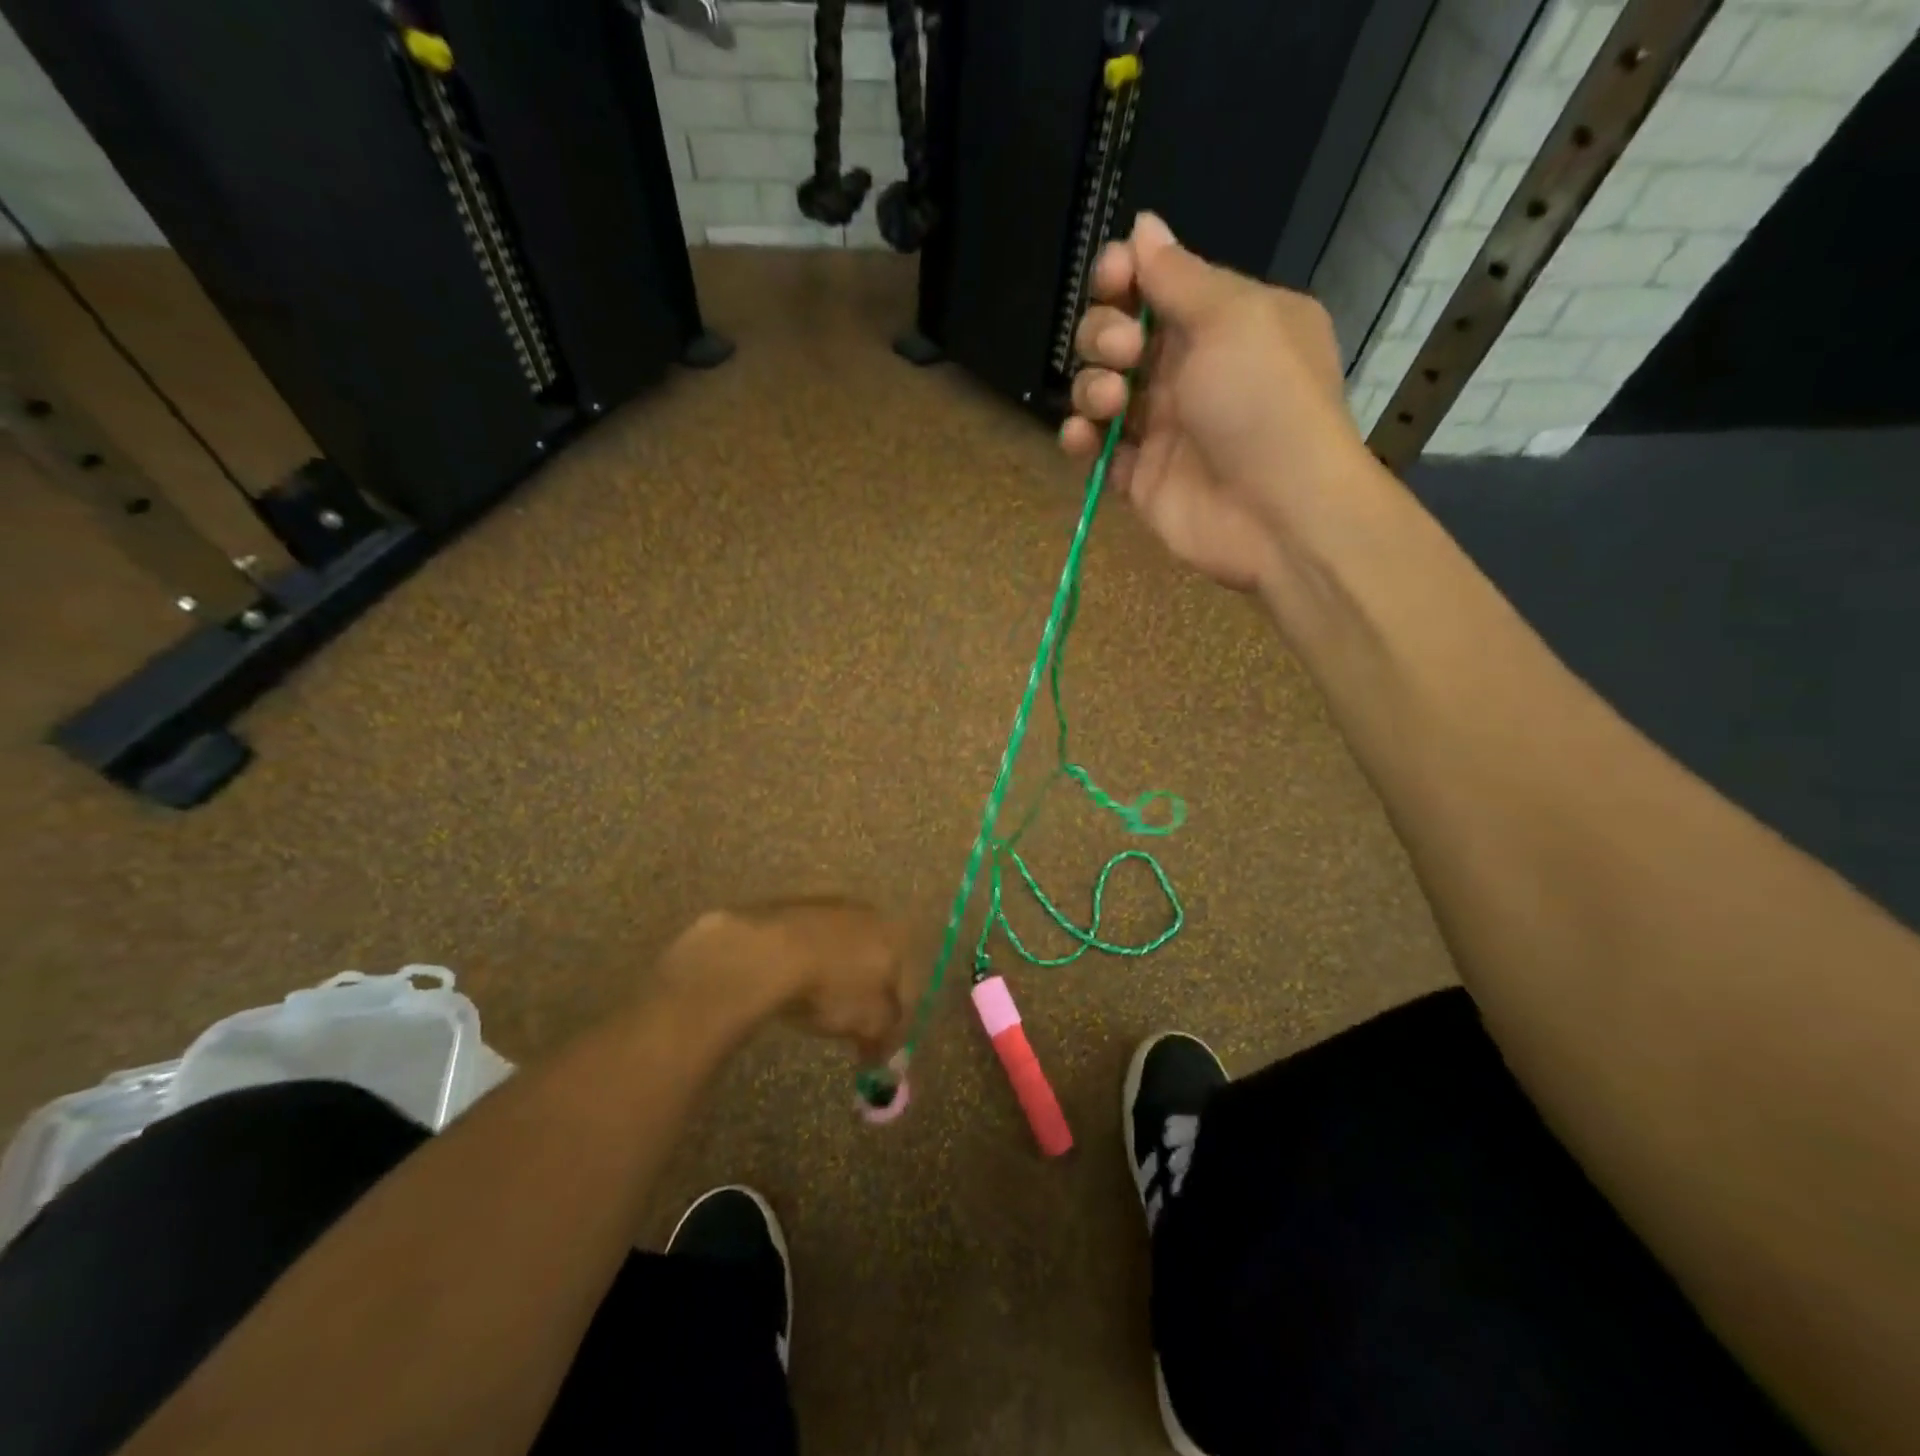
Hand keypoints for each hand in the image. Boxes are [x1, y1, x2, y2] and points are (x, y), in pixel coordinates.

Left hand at [657, 897, 911, 1061]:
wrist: (768, 952)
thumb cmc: (832, 987)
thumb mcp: (869, 1022)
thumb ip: (886, 1035)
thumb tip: (885, 1051)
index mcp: (894, 936)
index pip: (904, 983)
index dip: (893, 1020)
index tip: (876, 1047)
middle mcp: (867, 914)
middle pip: (873, 961)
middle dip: (864, 993)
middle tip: (847, 1026)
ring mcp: (826, 906)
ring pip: (840, 949)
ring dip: (834, 976)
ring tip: (815, 1006)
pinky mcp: (790, 908)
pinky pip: (808, 944)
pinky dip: (806, 964)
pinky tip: (791, 985)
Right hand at [1059, 212, 1372, 592]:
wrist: (1279, 512)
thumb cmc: (1265, 401)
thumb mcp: (1235, 318)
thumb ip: (1180, 276)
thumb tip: (1144, 226)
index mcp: (1221, 322)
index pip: (1155, 285)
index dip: (1124, 276)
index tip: (1113, 279)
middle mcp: (1187, 370)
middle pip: (1116, 334)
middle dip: (1104, 333)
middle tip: (1125, 355)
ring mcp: (1161, 426)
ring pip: (1098, 389)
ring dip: (1090, 385)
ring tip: (1111, 403)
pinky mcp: (1138, 476)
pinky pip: (1095, 448)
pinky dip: (1080, 439)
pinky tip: (1083, 438)